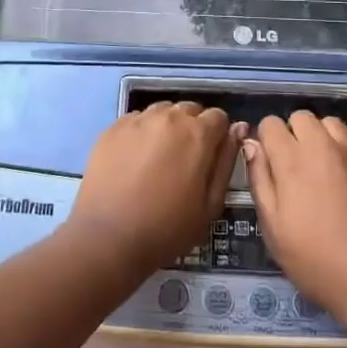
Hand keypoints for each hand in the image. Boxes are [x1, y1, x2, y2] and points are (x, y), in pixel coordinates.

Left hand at [70, 101, 243, 274]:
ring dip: (167, 127)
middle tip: (184, 160)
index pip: (219, 117)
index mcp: (198, 134)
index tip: (209, 158)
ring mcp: (138, 119)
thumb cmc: (167, 228)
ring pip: (162, 112)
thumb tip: (238, 130)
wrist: (108, 237)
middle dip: (193, 128)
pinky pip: (136, 120)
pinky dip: (142, 132)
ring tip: (159, 158)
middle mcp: (169, 117)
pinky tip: (135, 159)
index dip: (218, 136)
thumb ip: (226, 162)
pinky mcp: (113, 127)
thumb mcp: (210, 204)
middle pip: (190, 110)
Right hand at [244, 111, 346, 323]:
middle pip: (301, 117)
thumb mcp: (274, 229)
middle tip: (294, 166)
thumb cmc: (316, 260)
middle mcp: (322, 146)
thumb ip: (260, 181)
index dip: (266, 140)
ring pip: (330, 122)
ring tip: (322, 163)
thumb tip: (251, 145)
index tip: (269, 163)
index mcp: (291, 160)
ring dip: (321, 136)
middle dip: (292, 134)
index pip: (270, 124)